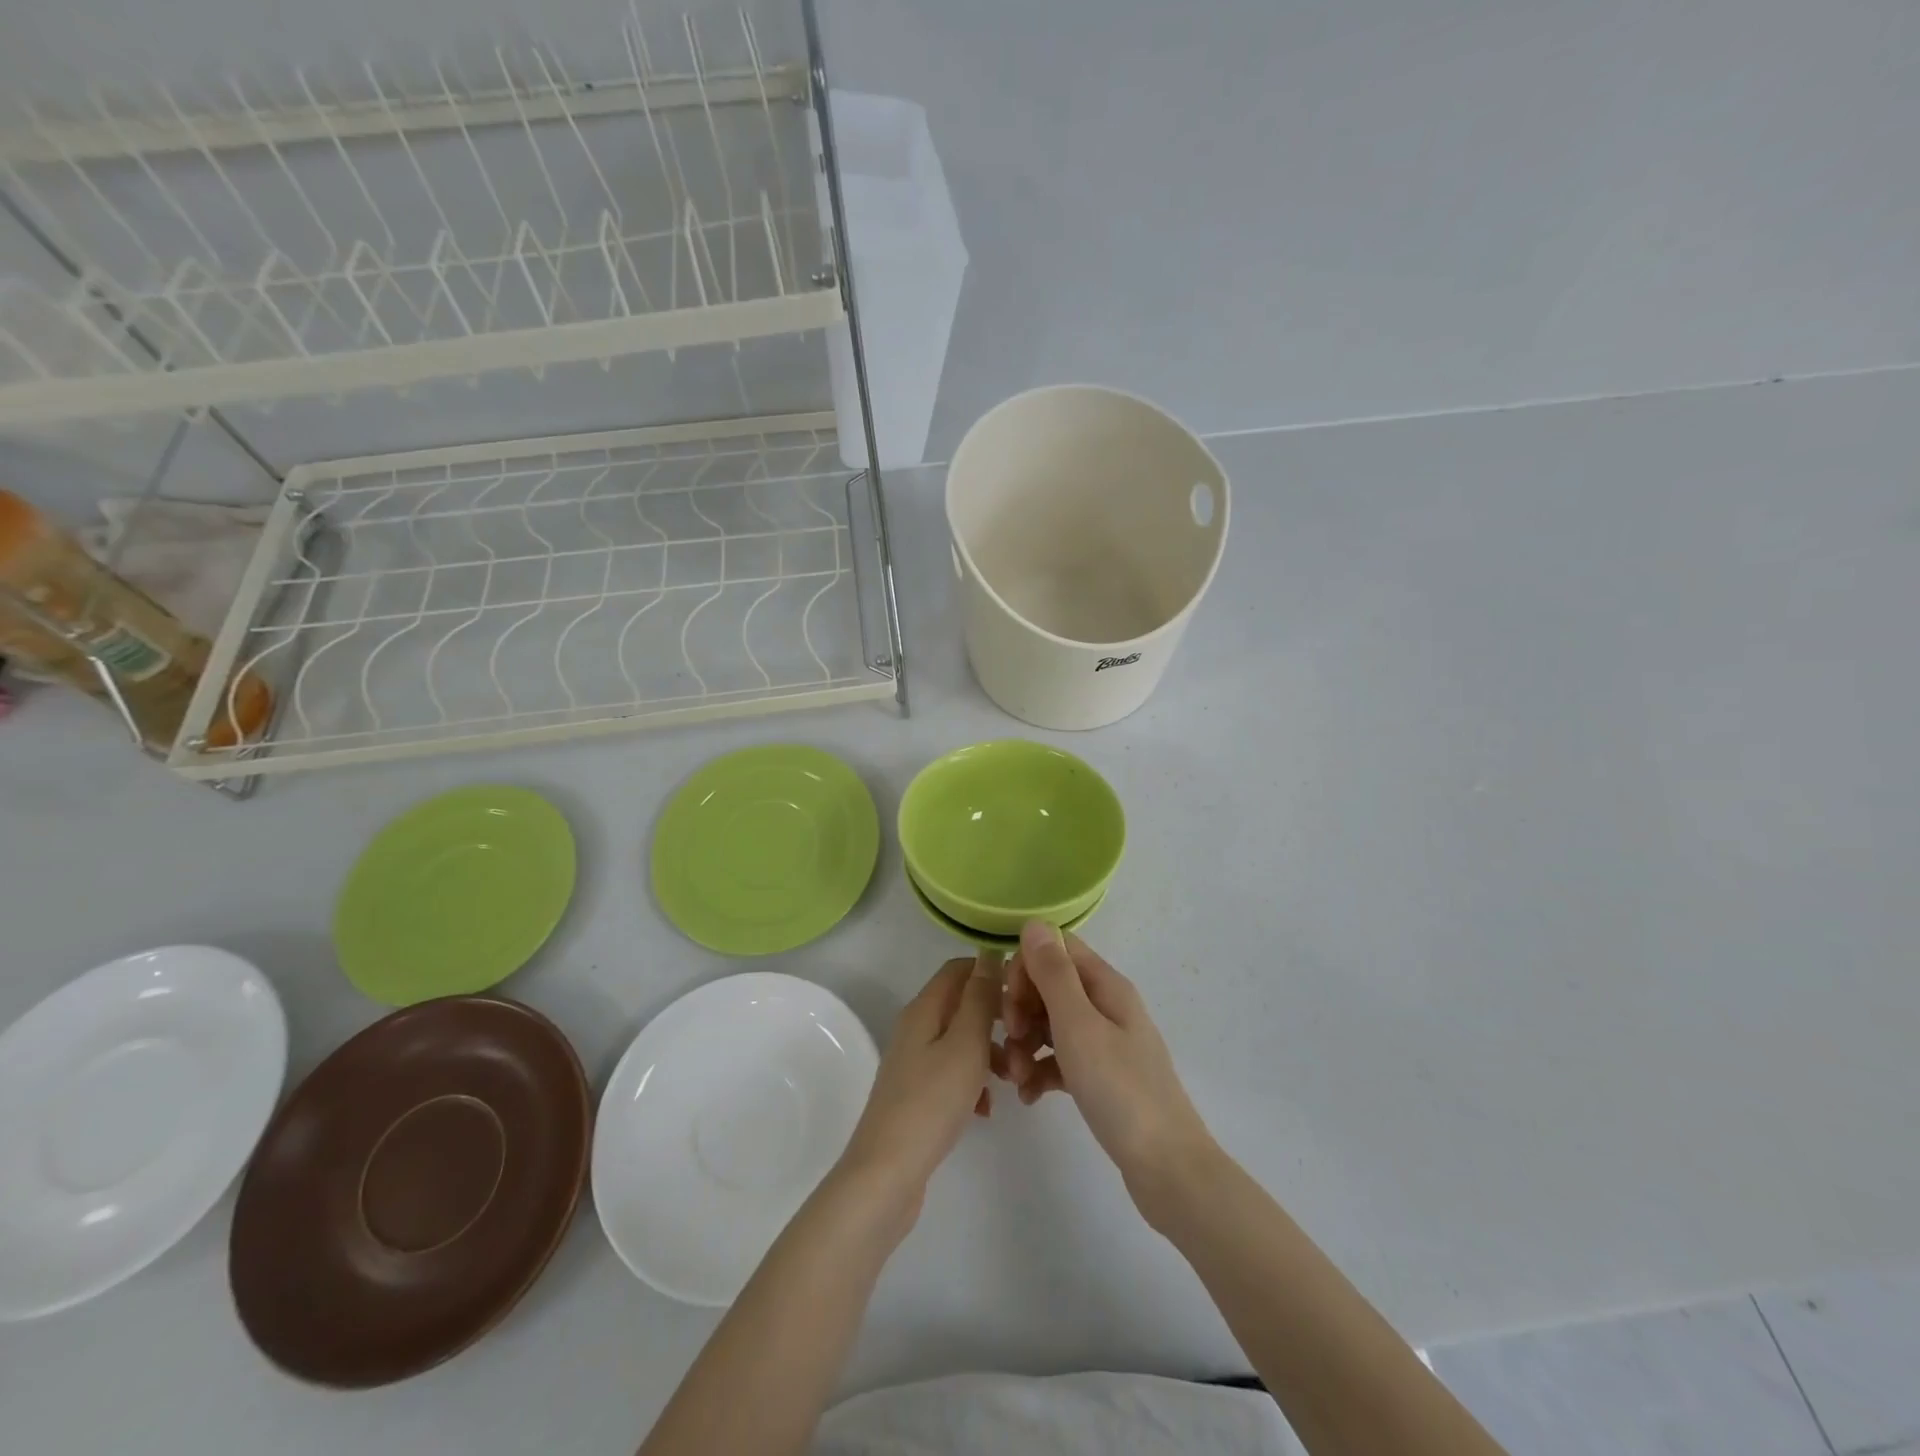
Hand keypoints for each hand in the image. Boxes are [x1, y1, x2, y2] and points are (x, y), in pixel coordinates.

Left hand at [836, 956, 999, 1227]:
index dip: (992, 972)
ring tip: (1013, 1079)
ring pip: (961, 1040)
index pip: (960, 968)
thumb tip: (990, 954)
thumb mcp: (966, 1044)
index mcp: (924, 1008)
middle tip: (1024, 1041)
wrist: (888, 1173)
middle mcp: (916, 1026)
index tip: (1026, 993)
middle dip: (997, 1018)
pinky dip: (973, 1081)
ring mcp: (914, 1060)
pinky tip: (987, 1109)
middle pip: (962, 1004)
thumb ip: (980, 999)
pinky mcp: (917, 1092)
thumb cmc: (932, 1101)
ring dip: (989, 1053)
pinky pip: (952, 1072)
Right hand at [998, 924, 1214, 1207]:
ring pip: (1052, 1024)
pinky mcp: (1101, 1077)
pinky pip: (1060, 1059)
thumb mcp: (1079, 1026)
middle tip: (1011, 1042)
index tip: (1010, 1004)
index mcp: (1105, 985)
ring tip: (1015, 1079)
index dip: (1026, 968)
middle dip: (1022, 1009)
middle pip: (1051, 986)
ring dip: (1026, 1044)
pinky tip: (1029, 1097)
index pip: (1056, 949)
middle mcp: (1106, 1006)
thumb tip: (1034, 922)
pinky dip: (1041, 1070)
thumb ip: (1054, 973)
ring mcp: (1106, 1043)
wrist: (1167, 1169)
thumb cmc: (1120, 1090)